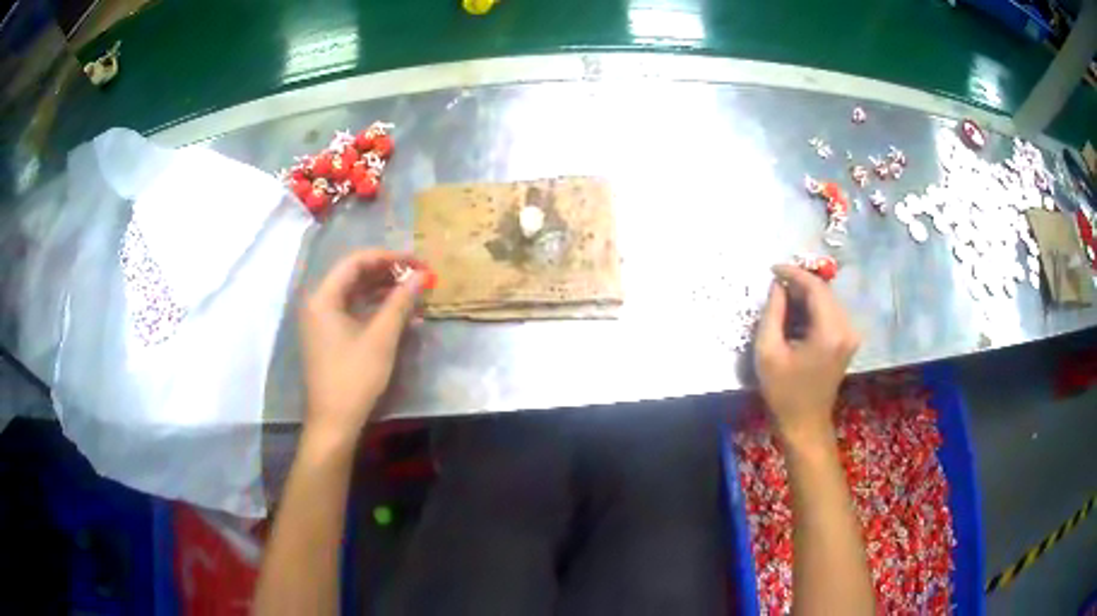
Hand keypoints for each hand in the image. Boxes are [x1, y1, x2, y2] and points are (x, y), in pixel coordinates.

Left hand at [300, 249, 422, 440]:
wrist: (334, 421)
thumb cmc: (355, 377)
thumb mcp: (381, 337)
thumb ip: (400, 302)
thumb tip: (422, 275)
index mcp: (323, 297)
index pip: (356, 261)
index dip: (388, 257)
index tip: (416, 262)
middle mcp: (318, 302)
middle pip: (353, 275)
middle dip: (387, 273)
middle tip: (417, 275)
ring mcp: (321, 320)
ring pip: (354, 293)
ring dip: (382, 290)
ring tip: (412, 292)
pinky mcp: (328, 336)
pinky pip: (352, 310)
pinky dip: (374, 308)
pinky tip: (398, 313)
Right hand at [754, 264, 858, 444]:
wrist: (805, 424)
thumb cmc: (783, 392)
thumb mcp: (768, 351)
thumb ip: (773, 313)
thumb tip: (777, 285)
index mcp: (829, 331)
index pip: (815, 288)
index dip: (793, 274)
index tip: (772, 269)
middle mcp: (846, 328)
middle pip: (824, 291)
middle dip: (800, 283)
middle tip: (775, 284)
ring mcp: (850, 335)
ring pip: (828, 300)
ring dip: (806, 295)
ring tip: (782, 299)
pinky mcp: (848, 341)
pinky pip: (831, 313)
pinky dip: (813, 308)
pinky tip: (796, 315)